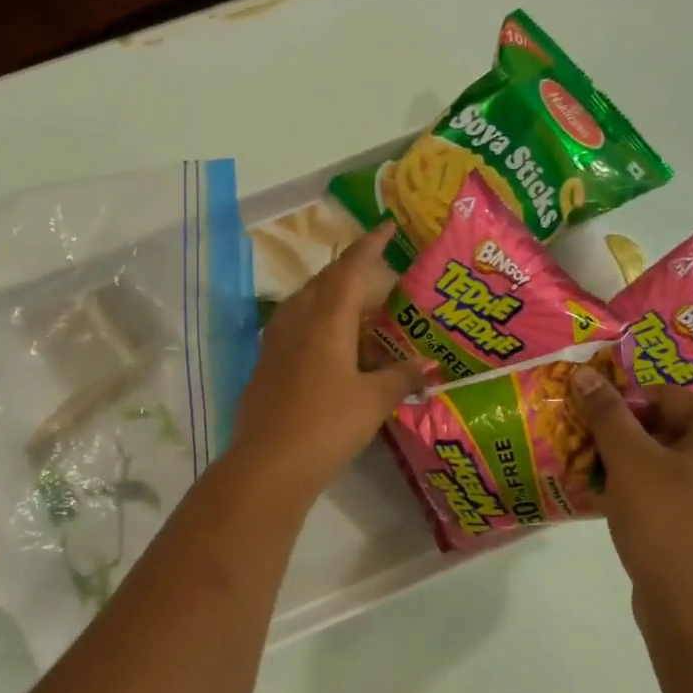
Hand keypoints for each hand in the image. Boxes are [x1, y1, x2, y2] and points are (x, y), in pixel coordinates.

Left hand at [228, 222, 429, 501]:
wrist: (268, 464)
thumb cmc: (327, 425)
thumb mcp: (373, 402)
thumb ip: (401, 378)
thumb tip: (428, 365)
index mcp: (326, 320)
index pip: (350, 270)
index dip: (370, 246)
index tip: (386, 227)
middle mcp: (297, 323)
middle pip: (322, 282)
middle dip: (349, 270)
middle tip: (375, 272)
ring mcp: (275, 345)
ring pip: (302, 304)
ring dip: (327, 295)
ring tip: (350, 304)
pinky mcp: (264, 368)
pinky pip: (291, 328)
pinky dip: (312, 323)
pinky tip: (323, 343)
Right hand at [570, 367, 692, 627]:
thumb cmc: (665, 522)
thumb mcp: (628, 460)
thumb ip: (607, 413)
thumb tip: (585, 374)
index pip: (666, 398)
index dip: (622, 409)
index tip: (590, 430)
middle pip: (678, 429)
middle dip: (632, 439)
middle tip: (594, 457)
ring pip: (686, 464)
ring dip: (645, 468)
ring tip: (608, 485)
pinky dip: (666, 495)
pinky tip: (636, 513)